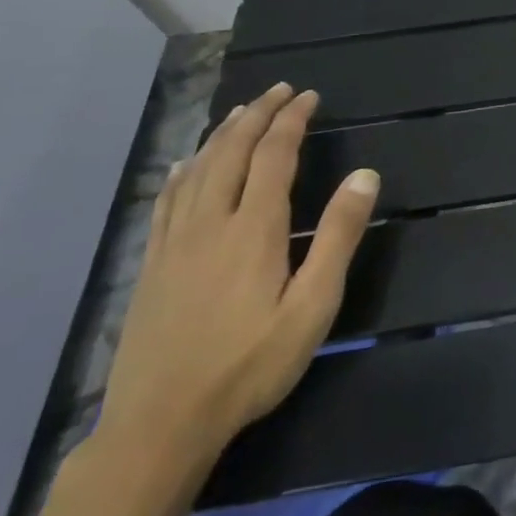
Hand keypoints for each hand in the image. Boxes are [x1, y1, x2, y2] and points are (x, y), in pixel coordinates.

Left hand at [96, 82, 379, 468]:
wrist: (160, 425)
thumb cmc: (249, 365)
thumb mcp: (313, 307)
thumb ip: (339, 237)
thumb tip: (365, 175)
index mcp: (254, 228)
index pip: (274, 155)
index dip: (291, 120)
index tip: (308, 96)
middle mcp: (211, 222)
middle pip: (232, 151)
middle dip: (257, 115)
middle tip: (279, 90)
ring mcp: (174, 243)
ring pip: (198, 169)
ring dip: (222, 133)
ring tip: (241, 112)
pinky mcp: (151, 264)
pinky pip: (167, 199)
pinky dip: (184, 169)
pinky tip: (188, 164)